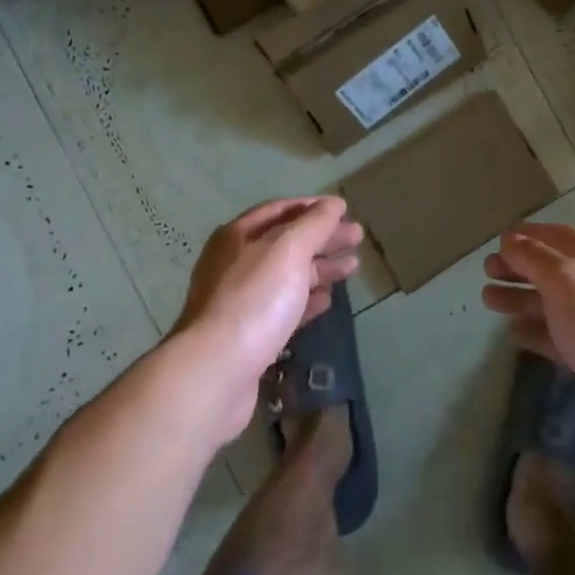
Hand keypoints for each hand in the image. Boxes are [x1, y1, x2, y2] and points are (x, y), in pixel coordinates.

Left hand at [171, 197, 362, 439]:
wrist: (217, 371)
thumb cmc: (254, 299)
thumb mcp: (288, 250)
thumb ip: (314, 224)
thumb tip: (333, 204)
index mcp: (238, 236)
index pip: (280, 210)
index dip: (313, 207)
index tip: (344, 209)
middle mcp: (235, 263)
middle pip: (286, 242)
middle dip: (322, 237)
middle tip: (357, 237)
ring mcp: (240, 300)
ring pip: (287, 275)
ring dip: (320, 268)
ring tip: (352, 267)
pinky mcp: (249, 335)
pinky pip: (284, 307)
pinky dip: (307, 300)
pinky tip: (327, 301)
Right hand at [482, 223, 574, 465]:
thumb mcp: (565, 281)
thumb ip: (534, 258)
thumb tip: (510, 240)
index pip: (564, 238)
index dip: (532, 234)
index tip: (500, 238)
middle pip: (557, 272)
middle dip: (521, 268)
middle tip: (487, 270)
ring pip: (556, 306)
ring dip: (522, 299)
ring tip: (488, 299)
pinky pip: (561, 340)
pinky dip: (536, 332)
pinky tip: (513, 332)